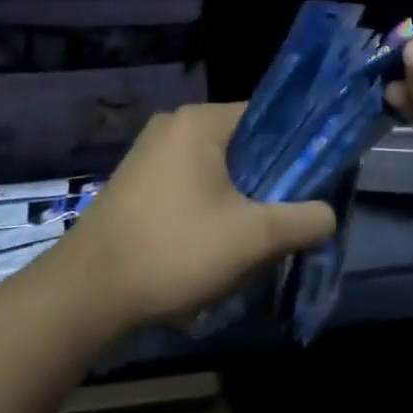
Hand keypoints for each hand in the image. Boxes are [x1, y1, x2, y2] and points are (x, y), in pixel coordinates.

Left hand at [62, 102, 337, 328]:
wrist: (84, 295)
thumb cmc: (174, 250)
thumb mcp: (254, 238)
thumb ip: (304, 220)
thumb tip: (328, 215)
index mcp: (201, 121)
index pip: (270, 117)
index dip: (300, 148)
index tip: (316, 183)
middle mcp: (173, 126)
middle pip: (244, 146)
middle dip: (269, 183)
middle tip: (286, 219)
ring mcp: (149, 155)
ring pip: (217, 171)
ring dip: (240, 201)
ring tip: (252, 240)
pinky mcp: (135, 185)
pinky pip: (190, 187)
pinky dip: (210, 210)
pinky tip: (213, 247)